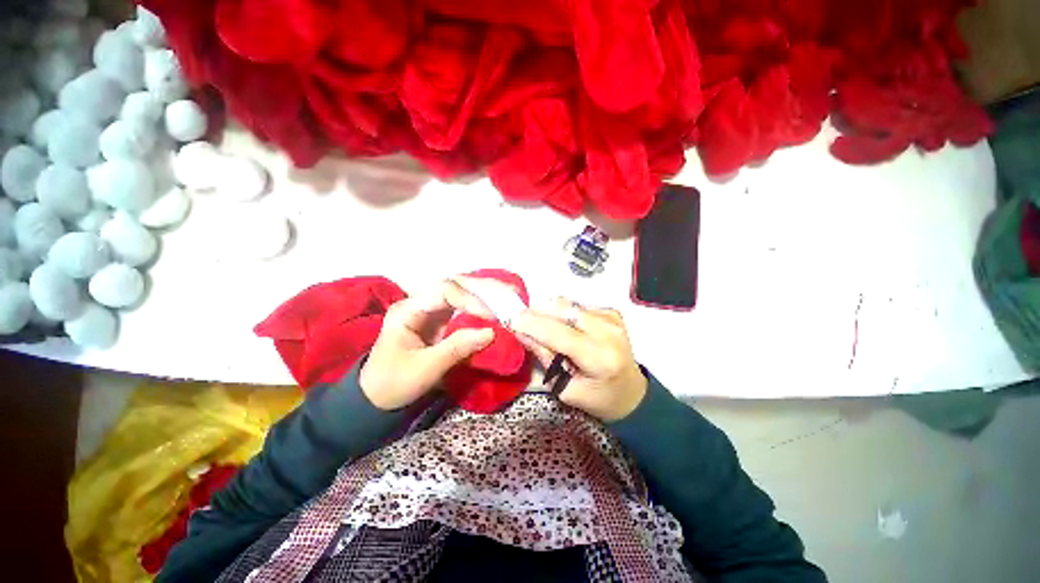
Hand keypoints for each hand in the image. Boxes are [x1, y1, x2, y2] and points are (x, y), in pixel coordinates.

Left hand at [360, 279, 494, 410]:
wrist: (375, 400)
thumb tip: (492, 332)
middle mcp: (419, 304)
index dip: (471, 300)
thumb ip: (458, 347)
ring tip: (503, 309)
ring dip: (482, 302)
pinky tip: (492, 318)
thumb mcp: (426, 368)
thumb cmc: (393, 383)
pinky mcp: (439, 323)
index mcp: (408, 309)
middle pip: (454, 288)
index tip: (491, 318)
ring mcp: (430, 313)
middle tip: (504, 305)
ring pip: (460, 298)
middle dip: (480, 295)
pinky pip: (461, 312)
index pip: (444, 291)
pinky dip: (478, 314)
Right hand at [512, 298, 647, 421]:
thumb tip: (521, 331)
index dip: (533, 324)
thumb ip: (544, 357)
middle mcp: (609, 332)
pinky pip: (577, 305)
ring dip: (550, 311)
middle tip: (522, 319)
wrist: (630, 392)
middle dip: (538, 312)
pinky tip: (564, 326)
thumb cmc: (597, 398)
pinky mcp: (611, 312)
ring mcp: (612, 319)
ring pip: (569, 304)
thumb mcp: (565, 389)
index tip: (511, 319)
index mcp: (600, 359)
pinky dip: (563, 312)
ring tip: (542, 325)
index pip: (560, 334)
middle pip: (564, 310)